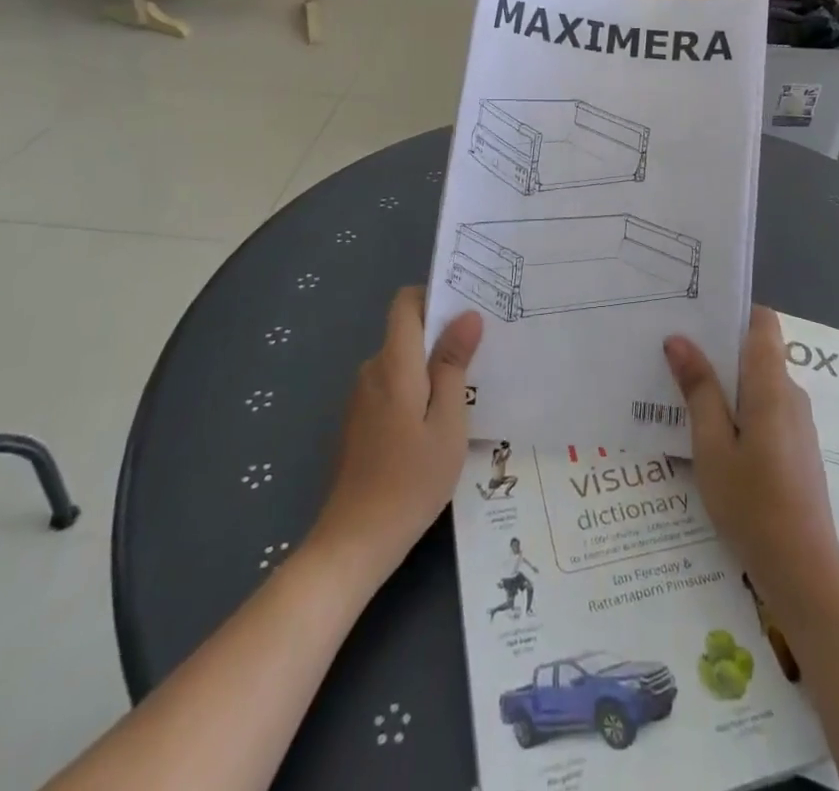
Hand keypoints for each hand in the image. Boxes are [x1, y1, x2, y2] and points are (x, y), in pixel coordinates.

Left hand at [315, 287, 482, 570]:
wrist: (355, 542)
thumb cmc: (411, 479)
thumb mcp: (448, 421)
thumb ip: (453, 364)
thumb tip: (467, 316)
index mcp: (393, 364)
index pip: (405, 304)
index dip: (434, 296)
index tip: (468, 308)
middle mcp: (372, 371)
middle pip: (406, 331)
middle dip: (442, 333)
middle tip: (484, 348)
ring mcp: (362, 397)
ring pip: (403, 361)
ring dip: (432, 365)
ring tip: (471, 385)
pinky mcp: (361, 421)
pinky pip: (394, 385)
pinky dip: (418, 388)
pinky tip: (441, 418)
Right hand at [664, 308, 838, 609]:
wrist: (804, 572)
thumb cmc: (753, 504)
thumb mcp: (712, 447)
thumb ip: (699, 390)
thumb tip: (680, 340)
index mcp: (772, 386)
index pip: (763, 323)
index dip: (734, 311)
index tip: (697, 312)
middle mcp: (791, 394)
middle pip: (757, 351)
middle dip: (718, 348)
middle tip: (673, 350)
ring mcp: (797, 422)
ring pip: (758, 383)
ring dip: (725, 382)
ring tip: (681, 389)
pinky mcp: (796, 447)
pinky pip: (765, 409)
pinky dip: (738, 408)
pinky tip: (708, 431)